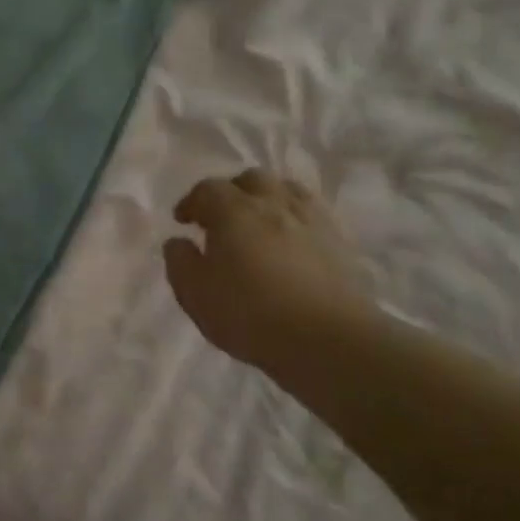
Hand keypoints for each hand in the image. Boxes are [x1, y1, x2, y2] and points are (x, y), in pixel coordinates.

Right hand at [163, 170, 374, 374]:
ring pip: (288, 190)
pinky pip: (313, 214)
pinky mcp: (340, 243)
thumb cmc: (249, 314)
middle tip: (221, 218)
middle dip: (232, 192)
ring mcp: (312, 221)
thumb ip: (180, 262)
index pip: (207, 189)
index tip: (183, 221)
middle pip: (251, 179)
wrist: (329, 341)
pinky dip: (296, 219)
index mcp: (233, 212)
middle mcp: (273, 205)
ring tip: (259, 224)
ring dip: (268, 200)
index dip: (191, 202)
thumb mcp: (194, 293)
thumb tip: (178, 242)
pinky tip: (291, 241)